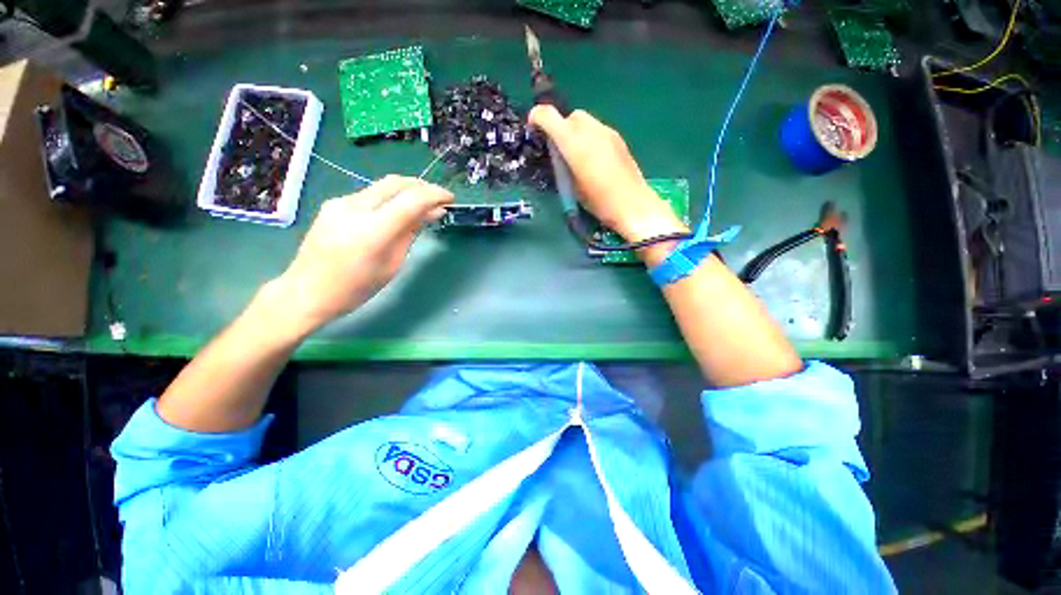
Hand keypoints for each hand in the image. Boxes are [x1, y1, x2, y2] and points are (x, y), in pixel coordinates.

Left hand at [270, 176, 452, 331]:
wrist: (307, 291)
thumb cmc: (356, 287)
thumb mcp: (393, 263)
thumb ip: (411, 233)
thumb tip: (432, 213)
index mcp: (372, 230)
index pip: (411, 199)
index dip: (435, 194)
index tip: (450, 199)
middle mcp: (355, 208)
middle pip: (396, 183)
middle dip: (422, 186)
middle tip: (439, 199)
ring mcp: (341, 202)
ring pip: (383, 185)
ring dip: (407, 190)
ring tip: (422, 205)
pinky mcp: (334, 203)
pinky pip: (371, 193)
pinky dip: (391, 197)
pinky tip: (397, 211)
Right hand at [528, 105, 687, 242]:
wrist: (632, 204)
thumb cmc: (598, 201)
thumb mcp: (572, 187)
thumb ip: (562, 164)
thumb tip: (558, 154)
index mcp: (574, 144)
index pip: (549, 116)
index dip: (537, 117)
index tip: (533, 128)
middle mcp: (590, 130)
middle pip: (571, 115)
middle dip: (561, 127)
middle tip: (560, 149)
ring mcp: (607, 132)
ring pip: (586, 121)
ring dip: (576, 132)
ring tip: (577, 156)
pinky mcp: (618, 139)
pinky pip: (598, 130)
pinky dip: (590, 138)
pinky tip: (593, 159)